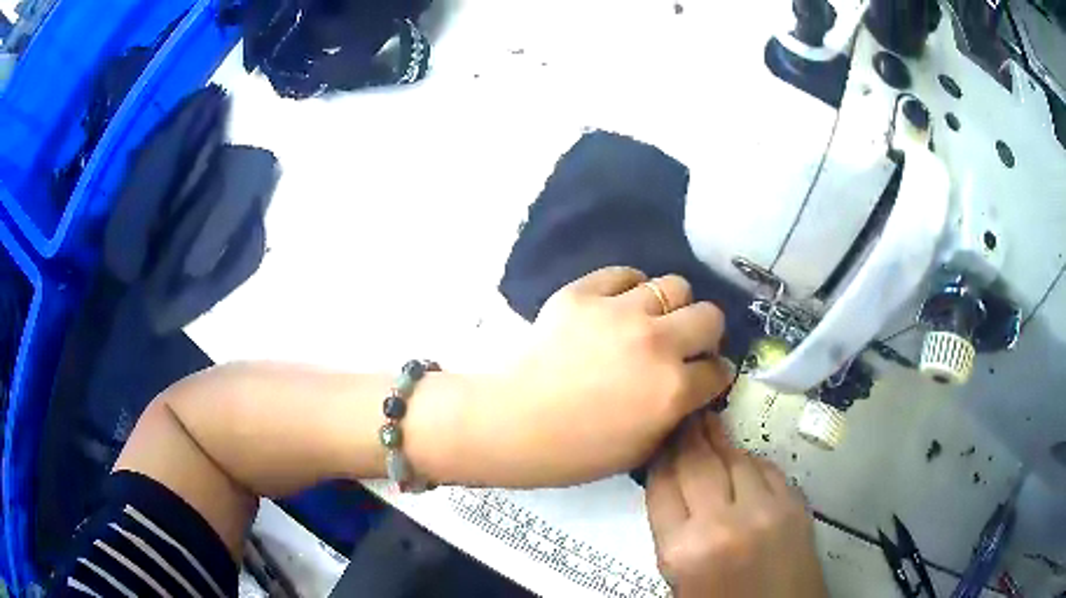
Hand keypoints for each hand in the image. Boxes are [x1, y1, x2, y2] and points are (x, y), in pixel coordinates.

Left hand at [467, 266, 732, 486]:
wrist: (512, 423)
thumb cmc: (575, 451)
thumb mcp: (641, 450)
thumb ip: (675, 415)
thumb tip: (689, 388)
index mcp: (673, 389)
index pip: (719, 370)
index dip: (713, 376)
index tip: (704, 377)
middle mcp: (656, 343)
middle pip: (710, 316)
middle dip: (705, 334)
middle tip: (685, 345)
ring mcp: (620, 312)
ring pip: (674, 286)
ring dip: (671, 307)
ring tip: (651, 321)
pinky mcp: (584, 294)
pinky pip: (623, 275)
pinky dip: (628, 288)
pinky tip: (618, 306)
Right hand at [646, 414, 827, 597]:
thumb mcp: (679, 578)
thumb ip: (673, 532)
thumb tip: (673, 486)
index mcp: (682, 550)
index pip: (662, 486)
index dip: (660, 456)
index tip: (661, 438)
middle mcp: (722, 525)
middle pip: (698, 463)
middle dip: (688, 435)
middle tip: (685, 416)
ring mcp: (764, 511)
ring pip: (736, 459)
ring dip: (721, 441)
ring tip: (711, 424)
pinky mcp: (795, 507)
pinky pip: (769, 469)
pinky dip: (753, 460)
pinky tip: (745, 457)